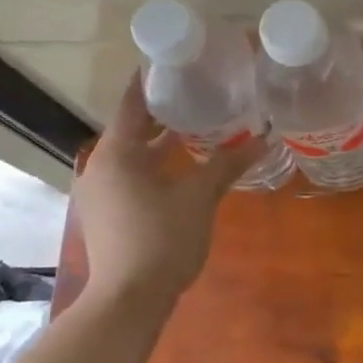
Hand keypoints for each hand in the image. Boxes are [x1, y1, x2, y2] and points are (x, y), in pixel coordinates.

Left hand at [71, 73, 261, 304]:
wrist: (129, 299)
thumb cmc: (162, 239)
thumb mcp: (199, 197)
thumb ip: (228, 164)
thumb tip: (264, 139)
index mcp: (116, 154)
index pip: (131, 104)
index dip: (150, 82)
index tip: (172, 62)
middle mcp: (99, 167)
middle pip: (130, 129)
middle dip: (161, 113)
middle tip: (196, 93)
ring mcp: (98, 193)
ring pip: (130, 155)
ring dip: (157, 142)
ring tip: (194, 127)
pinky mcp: (104, 214)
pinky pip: (128, 175)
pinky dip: (151, 165)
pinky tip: (179, 169)